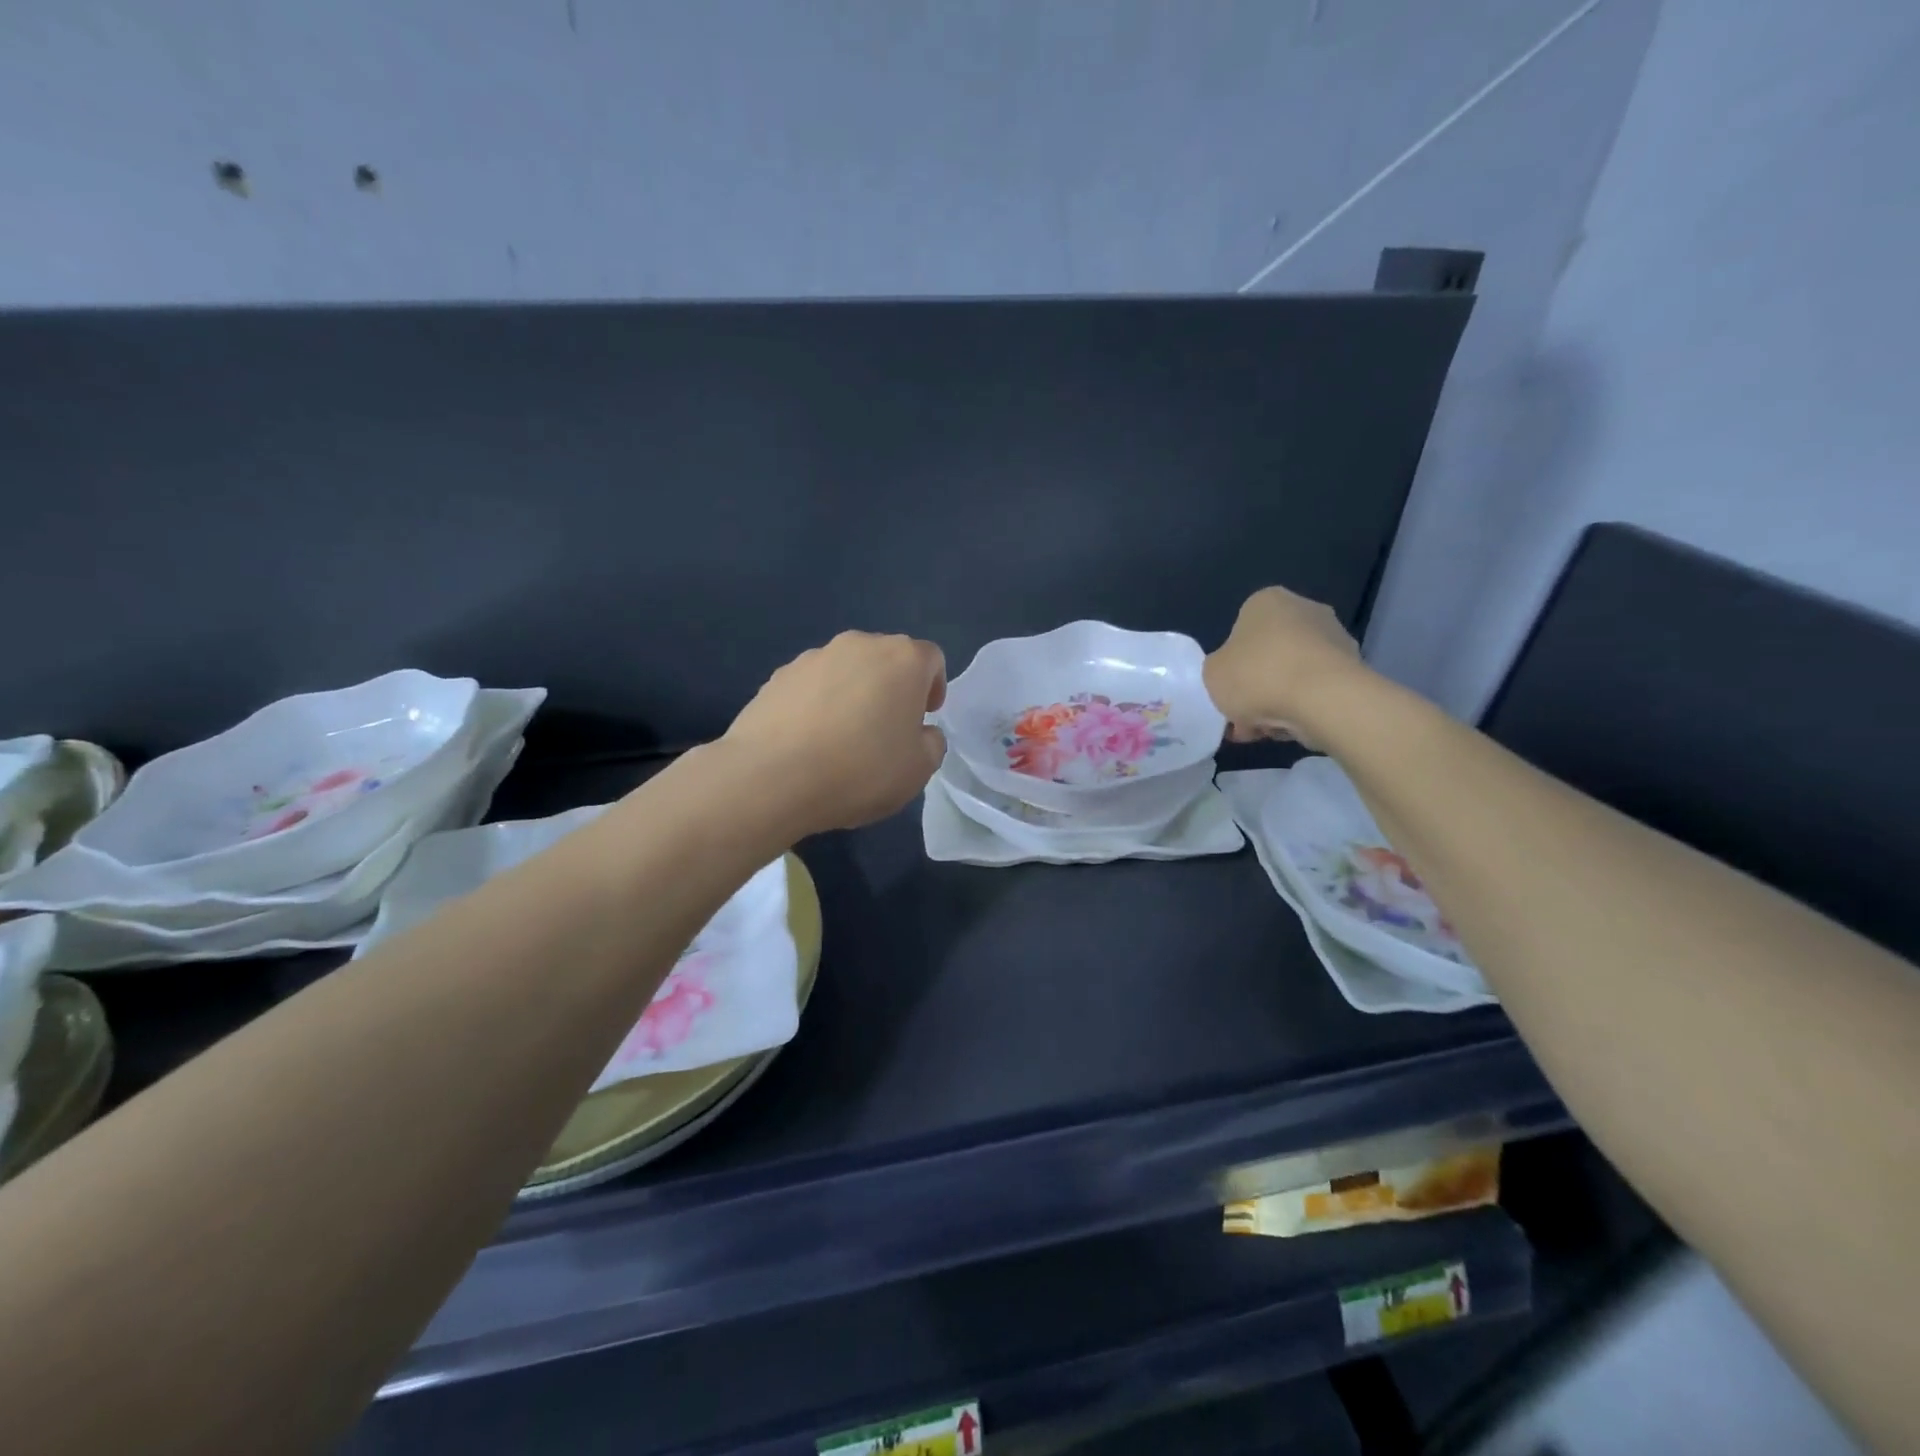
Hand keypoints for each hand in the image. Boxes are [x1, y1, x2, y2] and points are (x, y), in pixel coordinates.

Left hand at [722, 631, 947, 835]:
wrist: (773, 777)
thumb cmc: (861, 770)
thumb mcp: (919, 769)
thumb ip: (931, 743)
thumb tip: (921, 732)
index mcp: (903, 659)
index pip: (931, 659)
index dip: (932, 687)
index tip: (923, 718)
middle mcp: (859, 645)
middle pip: (886, 659)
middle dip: (892, 688)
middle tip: (886, 730)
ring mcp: (813, 657)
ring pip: (846, 670)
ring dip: (853, 694)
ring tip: (842, 739)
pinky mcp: (778, 676)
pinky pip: (811, 686)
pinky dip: (817, 705)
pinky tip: (809, 742)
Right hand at [1203, 587, 1364, 745]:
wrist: (1323, 699)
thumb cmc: (1257, 675)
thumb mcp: (1212, 673)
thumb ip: (1218, 669)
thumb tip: (1234, 675)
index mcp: (1266, 601)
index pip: (1240, 631)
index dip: (1230, 666)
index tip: (1227, 692)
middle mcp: (1304, 609)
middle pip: (1268, 654)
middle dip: (1256, 687)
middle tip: (1243, 717)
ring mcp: (1334, 637)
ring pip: (1293, 674)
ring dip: (1278, 700)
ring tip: (1266, 732)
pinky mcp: (1354, 667)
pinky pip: (1316, 689)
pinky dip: (1303, 707)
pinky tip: (1291, 729)